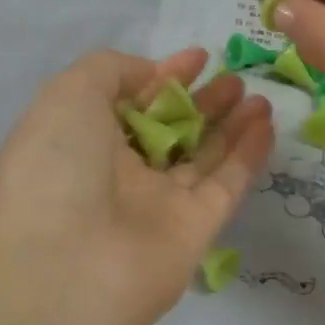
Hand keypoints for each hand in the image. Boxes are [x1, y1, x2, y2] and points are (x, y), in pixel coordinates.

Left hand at [0, 46, 274, 324]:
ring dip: (229, 123)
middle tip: (233, 76)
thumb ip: (111, 70)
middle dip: (200, 100)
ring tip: (257, 94)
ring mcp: (156, 204)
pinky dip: (247, 155)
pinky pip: (225, 184)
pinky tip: (267, 123)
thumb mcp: (69, 94)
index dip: (162, 77)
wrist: (67, 268)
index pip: (128, 102)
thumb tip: (149, 75)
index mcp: (80, 140)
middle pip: (168, 129)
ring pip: (201, 156)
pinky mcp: (193, 231)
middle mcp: (116, 173)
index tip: (198, 56)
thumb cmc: (57, 166)